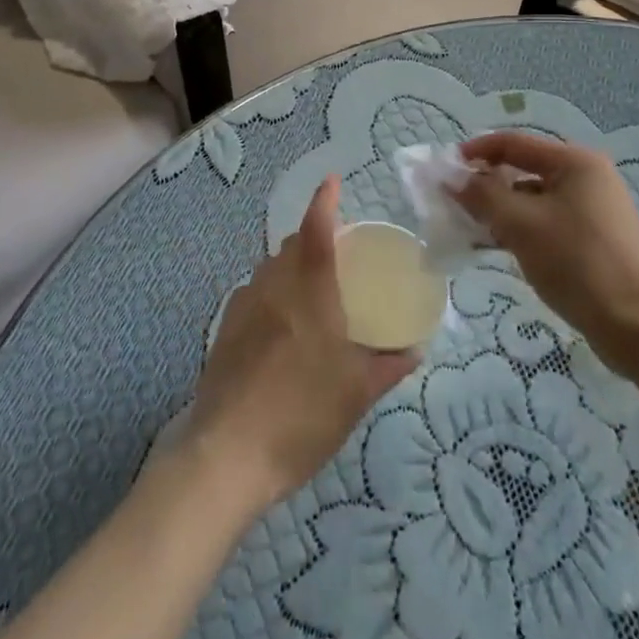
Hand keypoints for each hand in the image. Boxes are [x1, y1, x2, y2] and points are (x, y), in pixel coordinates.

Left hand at [187, 176, 417, 509]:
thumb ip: (387, 366)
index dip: (324, 202)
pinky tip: (282, 327)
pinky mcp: (223, 331)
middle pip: (290, 247)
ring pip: (269, 270)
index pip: (316, 230)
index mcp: (308, 293)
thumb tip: (414, 350)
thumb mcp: (356, 395)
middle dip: (312, 239)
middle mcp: (272, 288)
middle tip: (337, 255)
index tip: (332, 182)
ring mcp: (242, 308)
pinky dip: (272, 294)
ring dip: (290, 267)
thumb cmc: (301, 416)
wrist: (225, 456)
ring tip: (312, 293)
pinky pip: (253, 295)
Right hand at [454, 132, 638, 377]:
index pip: (514, 142)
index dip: (476, 151)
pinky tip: (498, 248)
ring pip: (533, 199)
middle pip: (524, 169)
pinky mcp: (594, 239)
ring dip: (501, 211)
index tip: (443, 171)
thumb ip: (482, 195)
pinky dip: (520, 230)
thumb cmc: (577, 264)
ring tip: (470, 231)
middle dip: (486, 185)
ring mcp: (593, 209)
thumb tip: (452, 177)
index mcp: (575, 162)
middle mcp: (587, 177)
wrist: (638, 326)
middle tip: (453, 205)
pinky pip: (546, 222)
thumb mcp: (521, 225)